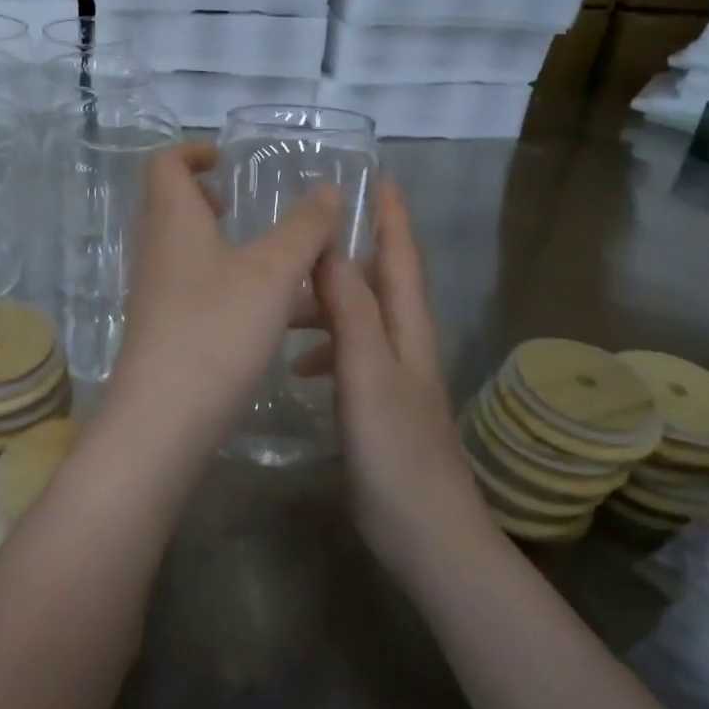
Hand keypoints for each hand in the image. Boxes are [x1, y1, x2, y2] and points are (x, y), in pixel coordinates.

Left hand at [105, 143, 339, 454]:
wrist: (164, 417)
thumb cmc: (217, 327)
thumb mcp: (274, 272)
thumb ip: (304, 228)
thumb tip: (327, 190)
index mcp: (173, 219)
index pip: (164, 163)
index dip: (192, 152)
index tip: (226, 160)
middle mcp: (155, 248)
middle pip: (171, 204)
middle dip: (206, 197)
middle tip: (242, 206)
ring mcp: (154, 290)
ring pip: (185, 249)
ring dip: (221, 243)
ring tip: (270, 260)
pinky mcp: (161, 327)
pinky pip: (192, 285)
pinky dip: (223, 281)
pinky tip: (263, 310)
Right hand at [299, 179, 489, 581]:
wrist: (426, 532)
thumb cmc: (397, 448)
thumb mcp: (368, 371)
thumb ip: (350, 310)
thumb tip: (330, 249)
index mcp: (408, 326)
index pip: (402, 256)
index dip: (392, 215)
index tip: (379, 176)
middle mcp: (405, 342)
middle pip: (379, 280)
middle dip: (350, 250)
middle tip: (305, 232)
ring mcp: (393, 374)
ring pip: (358, 317)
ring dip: (326, 300)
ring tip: (282, 301)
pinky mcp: (378, 403)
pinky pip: (348, 353)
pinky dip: (324, 345)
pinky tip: (296, 363)